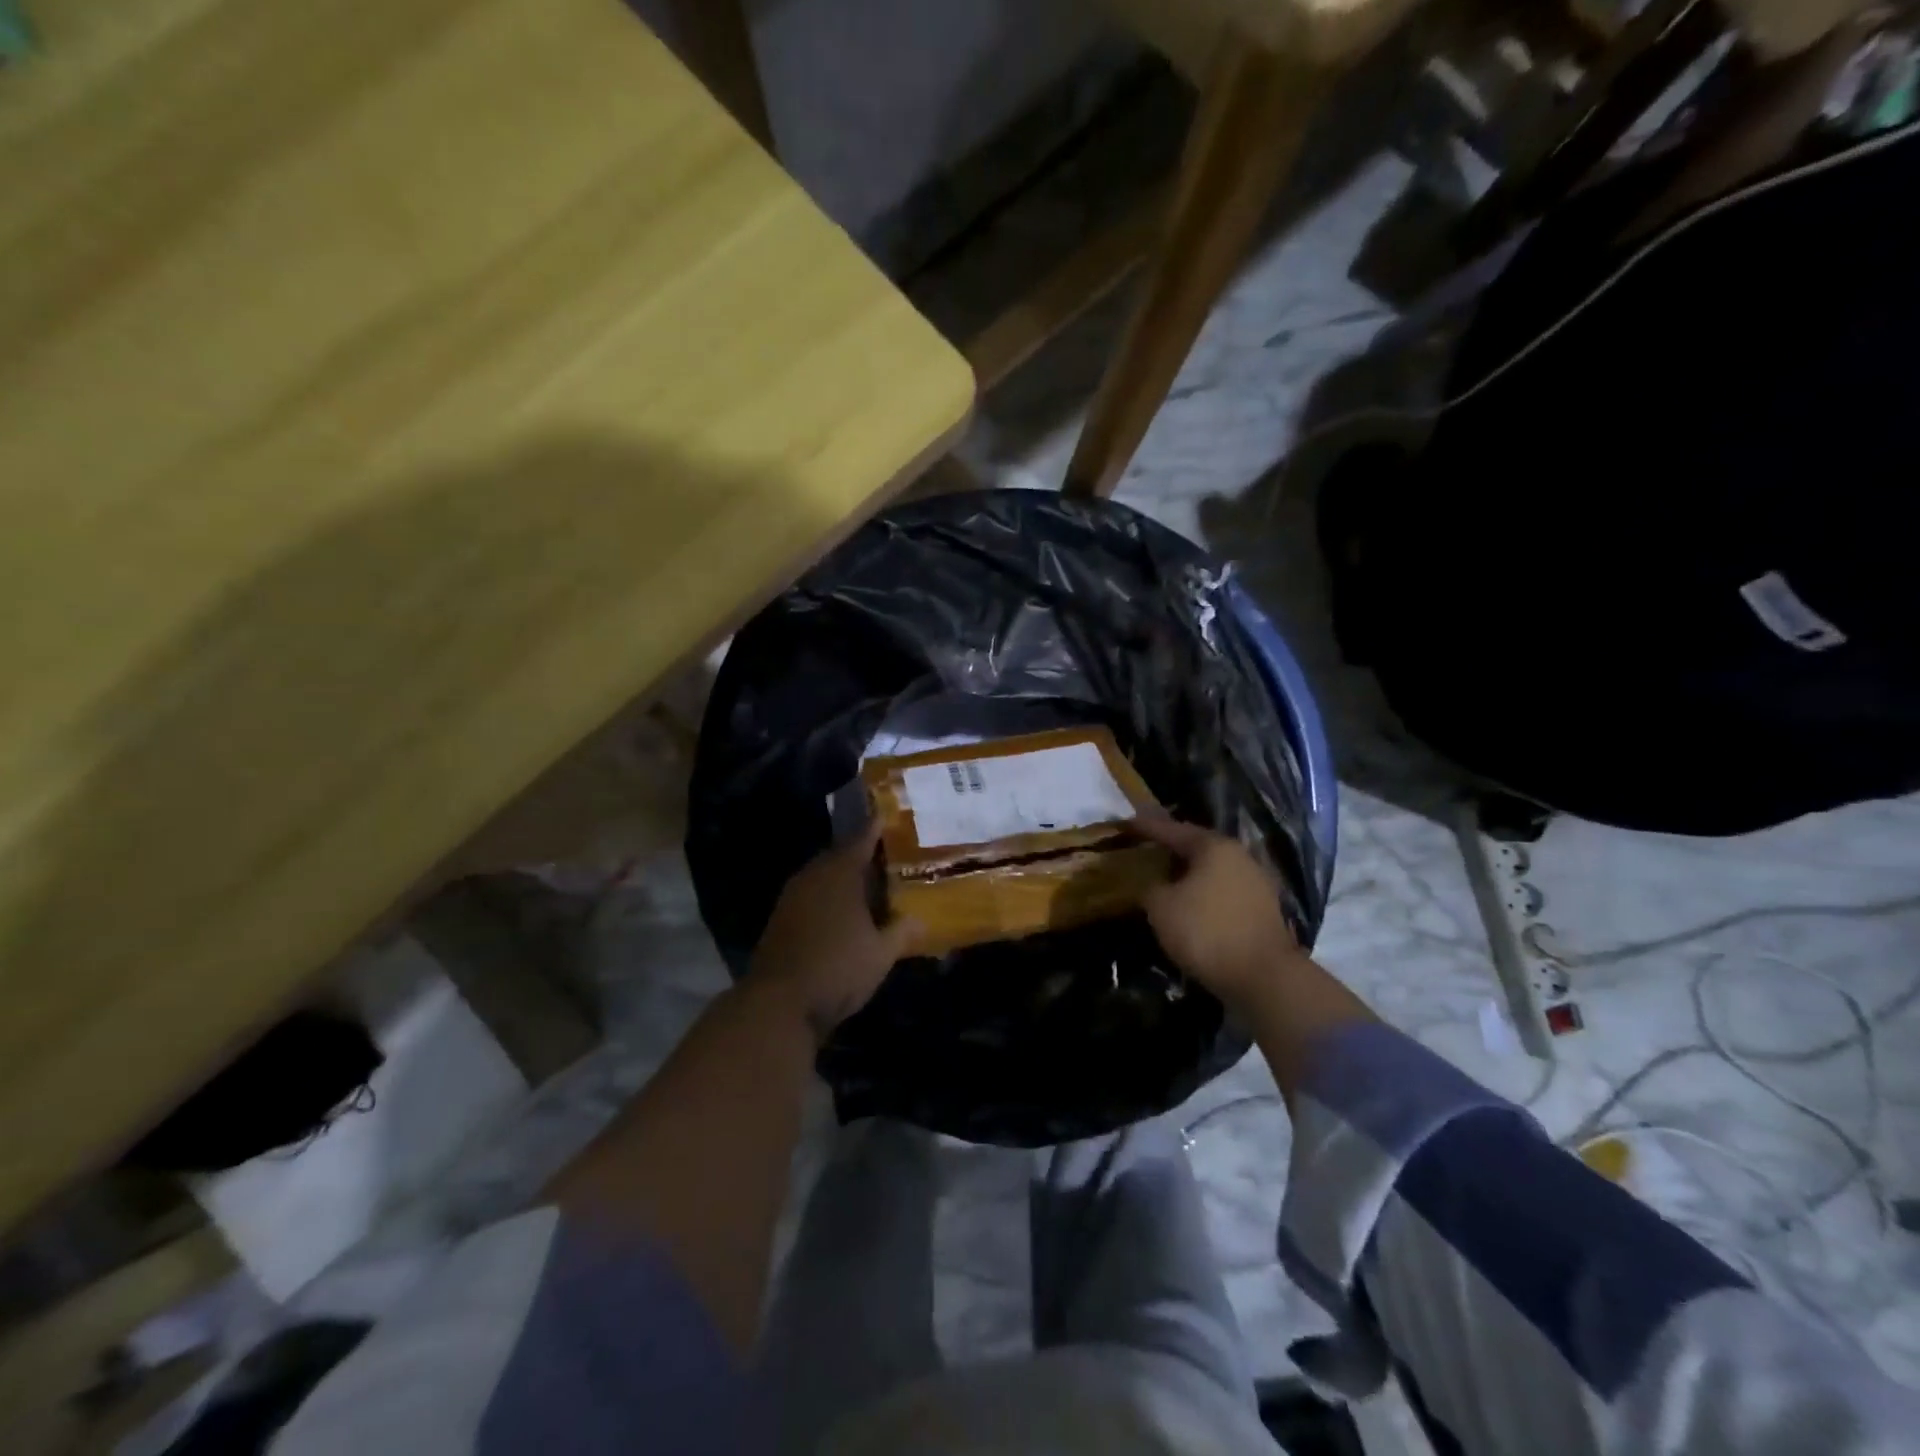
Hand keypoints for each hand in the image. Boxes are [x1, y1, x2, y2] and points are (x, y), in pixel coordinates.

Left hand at [749, 821, 920, 1039]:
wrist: (779, 1003)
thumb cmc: (838, 968)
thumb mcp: (881, 954)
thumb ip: (902, 932)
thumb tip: (921, 919)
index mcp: (840, 874)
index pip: (861, 840)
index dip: (875, 828)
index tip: (887, 814)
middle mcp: (813, 877)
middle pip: (839, 856)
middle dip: (860, 854)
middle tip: (885, 854)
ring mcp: (792, 898)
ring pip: (822, 876)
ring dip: (842, 877)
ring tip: (868, 882)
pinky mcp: (780, 920)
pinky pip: (811, 895)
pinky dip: (828, 896)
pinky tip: (842, 911)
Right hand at [1132, 815, 1302, 1012]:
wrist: (1265, 978)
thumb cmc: (1207, 932)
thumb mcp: (1162, 907)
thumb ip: (1150, 887)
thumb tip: (1153, 885)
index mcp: (1214, 847)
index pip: (1173, 829)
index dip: (1147, 827)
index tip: (1127, 823)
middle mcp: (1240, 857)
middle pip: (1197, 847)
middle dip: (1171, 849)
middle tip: (1146, 850)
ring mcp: (1257, 883)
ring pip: (1213, 871)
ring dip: (1189, 874)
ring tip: (1166, 879)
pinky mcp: (1264, 910)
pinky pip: (1224, 892)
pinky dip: (1205, 894)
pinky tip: (1191, 905)